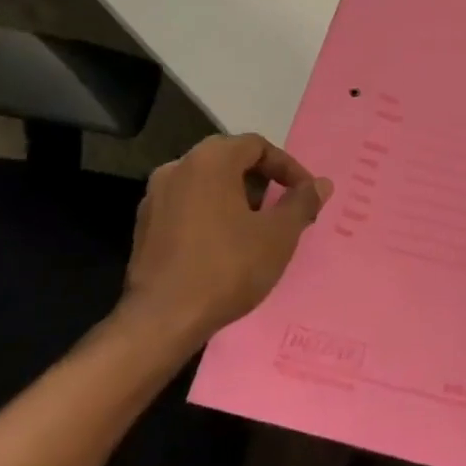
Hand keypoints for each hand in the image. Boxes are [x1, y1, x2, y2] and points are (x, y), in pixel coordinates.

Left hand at [117, 132, 332, 356]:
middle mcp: (178, 167)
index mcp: (210, 160)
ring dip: (236, 197)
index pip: (257, 146)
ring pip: (206, 184)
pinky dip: (211, 214)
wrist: (162, 319)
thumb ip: (302, 202)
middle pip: (230, 160)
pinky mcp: (144, 226)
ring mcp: (155, 197)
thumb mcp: (279, 235)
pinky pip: (187, 206)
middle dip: (262, 181)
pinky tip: (226, 245)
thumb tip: (321, 184)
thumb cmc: (227, 267)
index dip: (287, 167)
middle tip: (283, 208)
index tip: (305, 194)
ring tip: (257, 228)